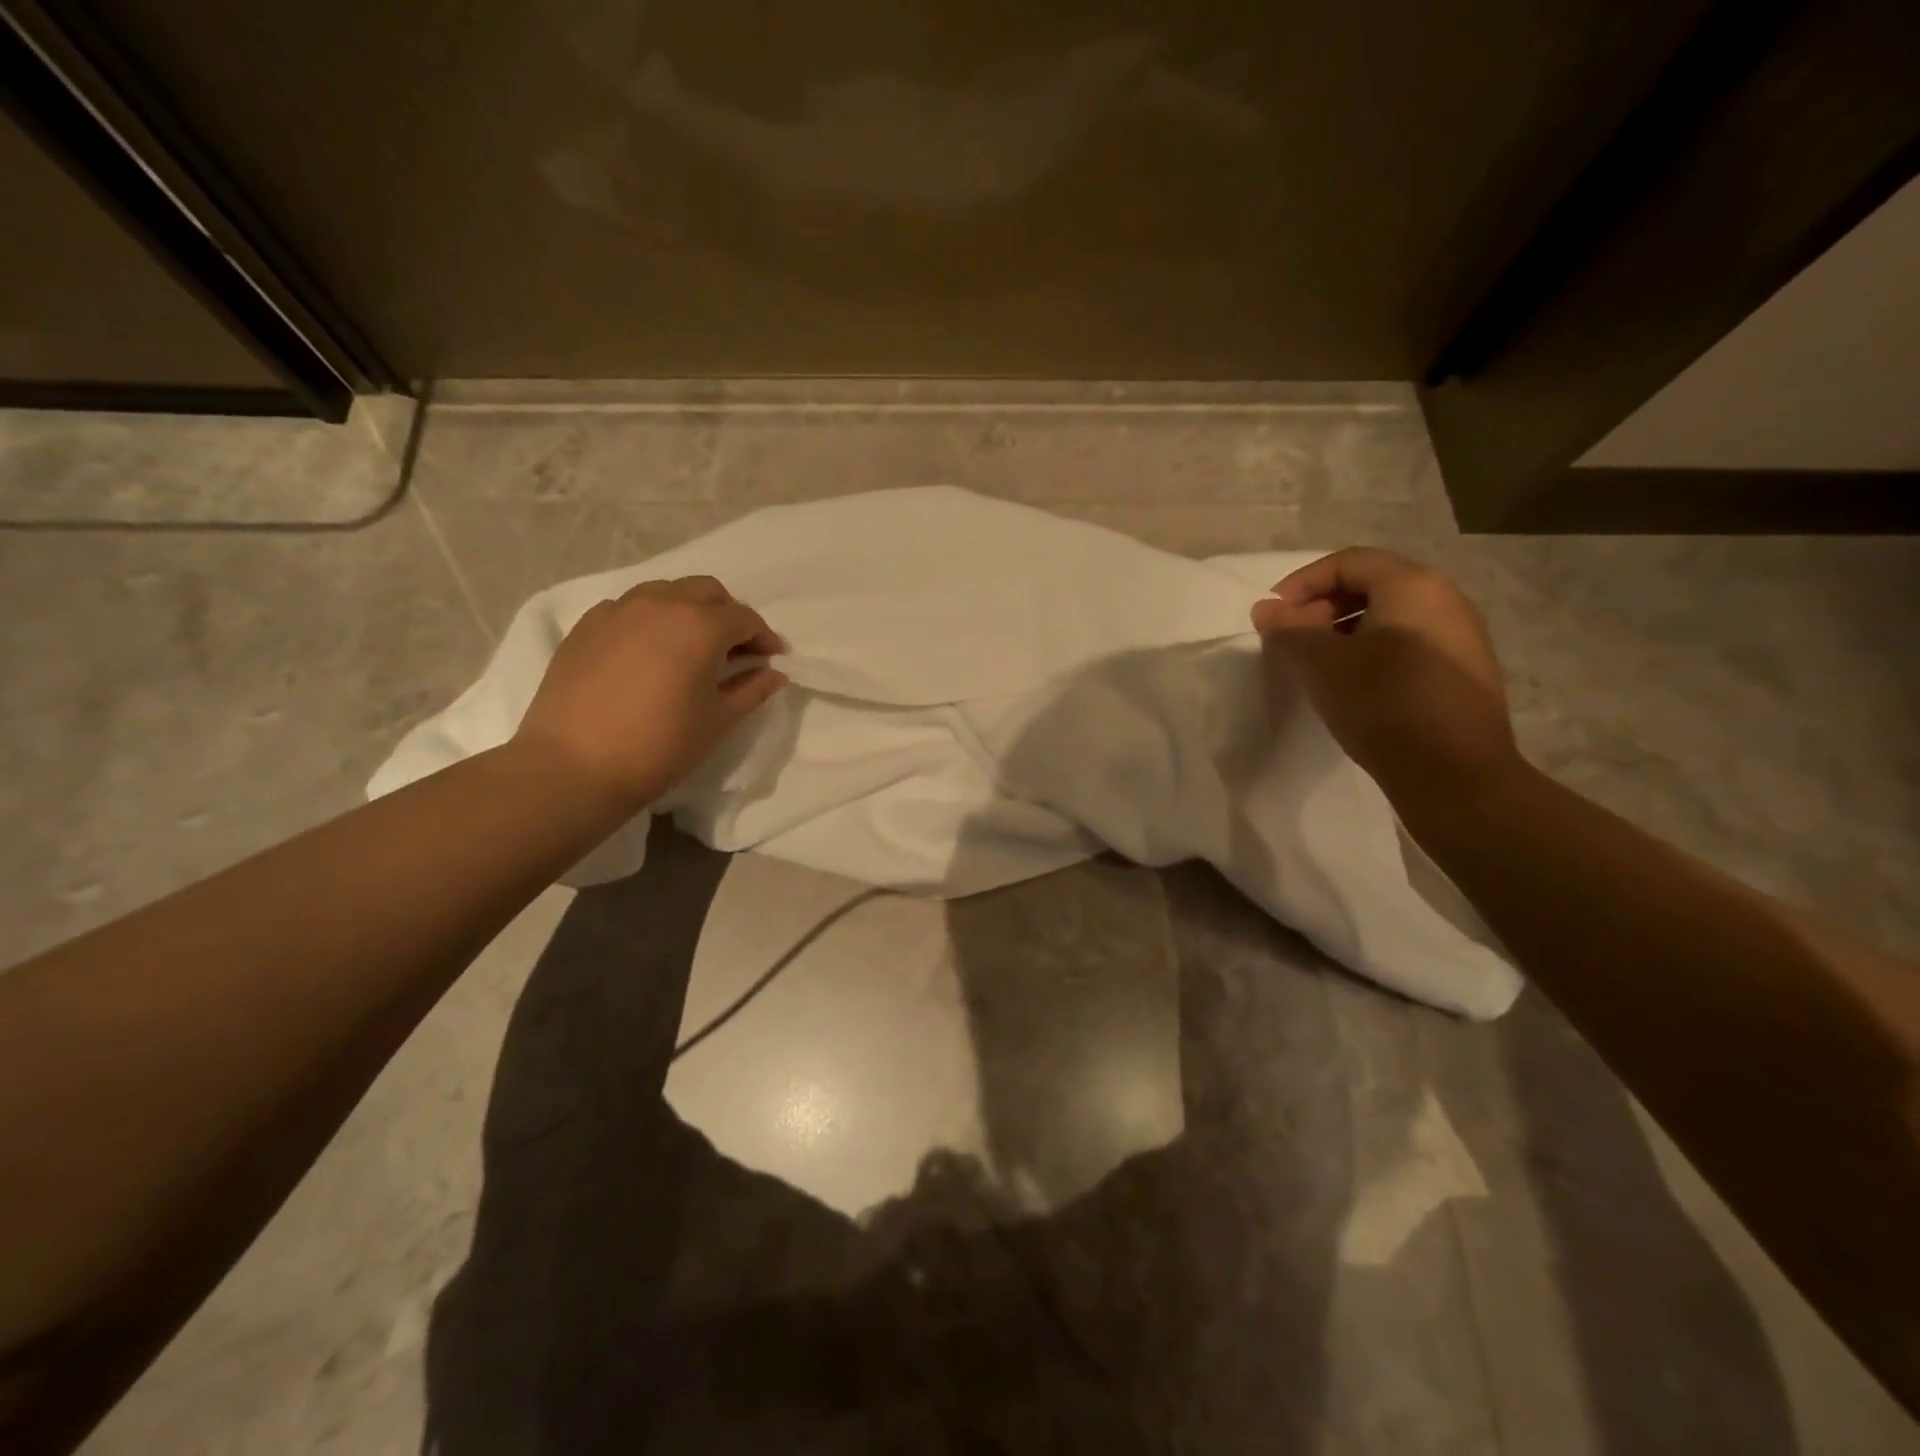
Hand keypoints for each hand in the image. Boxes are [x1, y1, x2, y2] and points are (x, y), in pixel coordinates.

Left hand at [513, 575, 787, 809]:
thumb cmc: (659, 746)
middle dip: (728, 614)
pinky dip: (651, 619)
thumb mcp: (717, 721)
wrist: (574, 766)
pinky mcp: (587, 625)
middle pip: (707, 591)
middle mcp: (661, 604)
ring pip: (666, 592)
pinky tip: (650, 651)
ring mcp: (619, 610)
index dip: (764, 637)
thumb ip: (751, 690)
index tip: (772, 658)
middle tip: (736, 648)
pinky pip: (630, 607)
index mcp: (700, 626)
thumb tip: (774, 673)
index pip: (744, 618)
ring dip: (689, 610)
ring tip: (692, 645)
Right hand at [1252, 548, 1520, 807]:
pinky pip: (1410, 643)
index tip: (1273, 616)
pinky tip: (1356, 686)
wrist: (1456, 774)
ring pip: (1392, 616)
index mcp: (1413, 586)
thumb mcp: (1322, 664)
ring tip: (1319, 665)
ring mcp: (1462, 637)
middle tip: (1293, 639)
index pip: (1348, 562)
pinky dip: (1374, 651)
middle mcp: (1446, 599)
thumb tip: (1266, 609)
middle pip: (1373, 584)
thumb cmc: (1382, 704)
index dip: (1302, 582)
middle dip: (1323, 606)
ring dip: (1346, 631)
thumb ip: (1288, 630)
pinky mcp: (1465, 672)